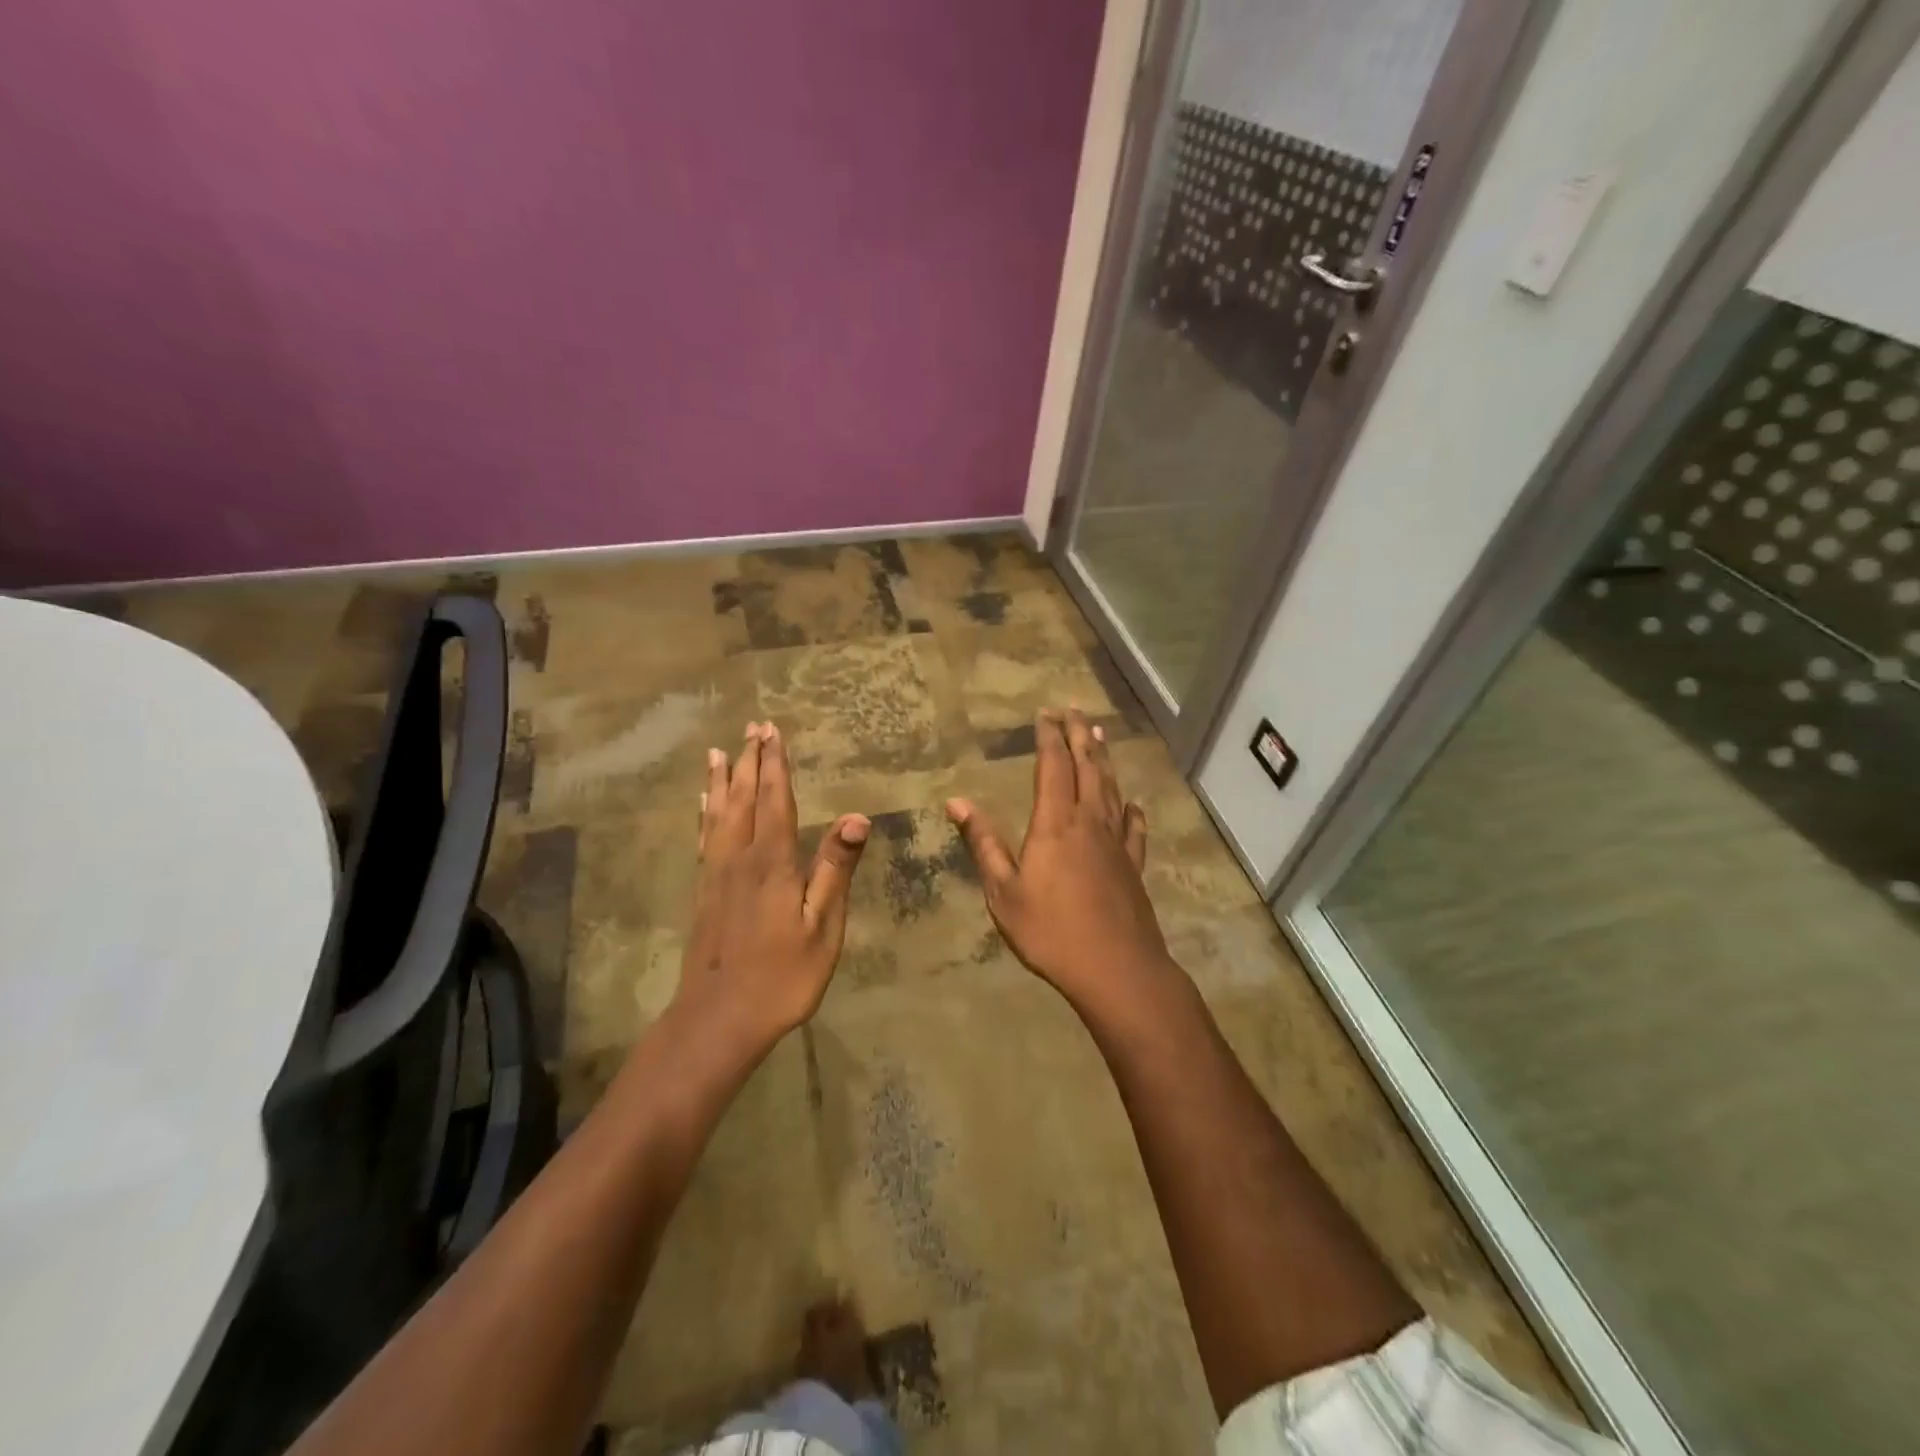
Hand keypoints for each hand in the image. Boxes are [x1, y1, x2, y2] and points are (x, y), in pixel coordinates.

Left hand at [670, 721, 869, 1055]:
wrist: (717, 1019)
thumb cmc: (782, 977)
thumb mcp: (822, 927)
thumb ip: (834, 870)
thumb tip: (856, 817)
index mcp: (772, 863)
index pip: (775, 800)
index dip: (775, 765)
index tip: (772, 731)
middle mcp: (739, 858)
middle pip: (743, 799)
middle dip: (748, 761)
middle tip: (751, 727)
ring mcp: (716, 874)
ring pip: (718, 814)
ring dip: (721, 780)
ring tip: (718, 752)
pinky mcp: (703, 891)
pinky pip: (704, 837)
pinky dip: (705, 812)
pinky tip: (703, 805)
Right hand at [946, 709, 1178, 1017]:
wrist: (1116, 969)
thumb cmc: (1051, 931)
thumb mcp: (1004, 891)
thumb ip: (984, 843)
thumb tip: (956, 802)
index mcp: (1056, 823)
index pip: (1053, 767)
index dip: (1049, 738)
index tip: (1046, 714)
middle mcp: (1090, 822)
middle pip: (1088, 768)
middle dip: (1080, 736)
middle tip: (1075, 710)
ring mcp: (1117, 843)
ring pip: (1112, 790)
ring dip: (1104, 760)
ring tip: (1100, 737)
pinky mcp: (1134, 866)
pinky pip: (1134, 829)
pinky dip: (1132, 811)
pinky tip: (1133, 804)